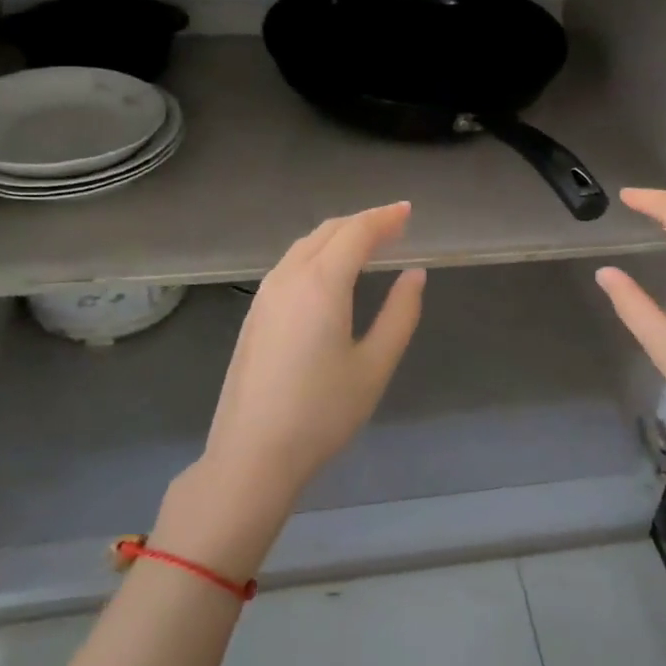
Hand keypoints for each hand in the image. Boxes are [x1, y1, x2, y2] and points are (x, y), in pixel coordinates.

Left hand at [200, 202, 425, 509]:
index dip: (385, 217)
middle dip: (363, 222)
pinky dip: (317, 253)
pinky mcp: (254, 313)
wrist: (251, 454)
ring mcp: (265, 294)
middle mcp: (289, 277)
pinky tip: (330, 273)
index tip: (408, 211)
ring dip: (338, 236)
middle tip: (394, 225)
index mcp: (321, 283)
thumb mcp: (374, 365)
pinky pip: (290, 264)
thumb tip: (414, 274)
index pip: (357, 232)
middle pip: (328, 231)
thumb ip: (400, 313)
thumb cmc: (322, 412)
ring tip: (367, 243)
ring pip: (305, 245)